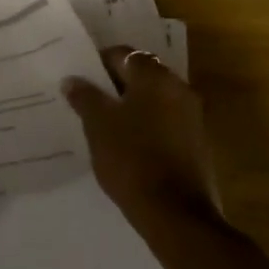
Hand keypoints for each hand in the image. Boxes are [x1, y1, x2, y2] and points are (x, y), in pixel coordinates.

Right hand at [63, 47, 221, 224]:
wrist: (176, 214)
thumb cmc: (132, 158)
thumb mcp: (97, 125)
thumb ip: (84, 96)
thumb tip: (72, 80)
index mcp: (155, 77)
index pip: (122, 54)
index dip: (97, 63)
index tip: (79, 79)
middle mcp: (178, 88)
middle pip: (140, 74)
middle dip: (115, 84)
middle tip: (88, 99)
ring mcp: (191, 116)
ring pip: (153, 99)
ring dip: (131, 105)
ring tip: (104, 123)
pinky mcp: (196, 142)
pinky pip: (164, 121)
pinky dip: (146, 125)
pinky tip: (126, 143)